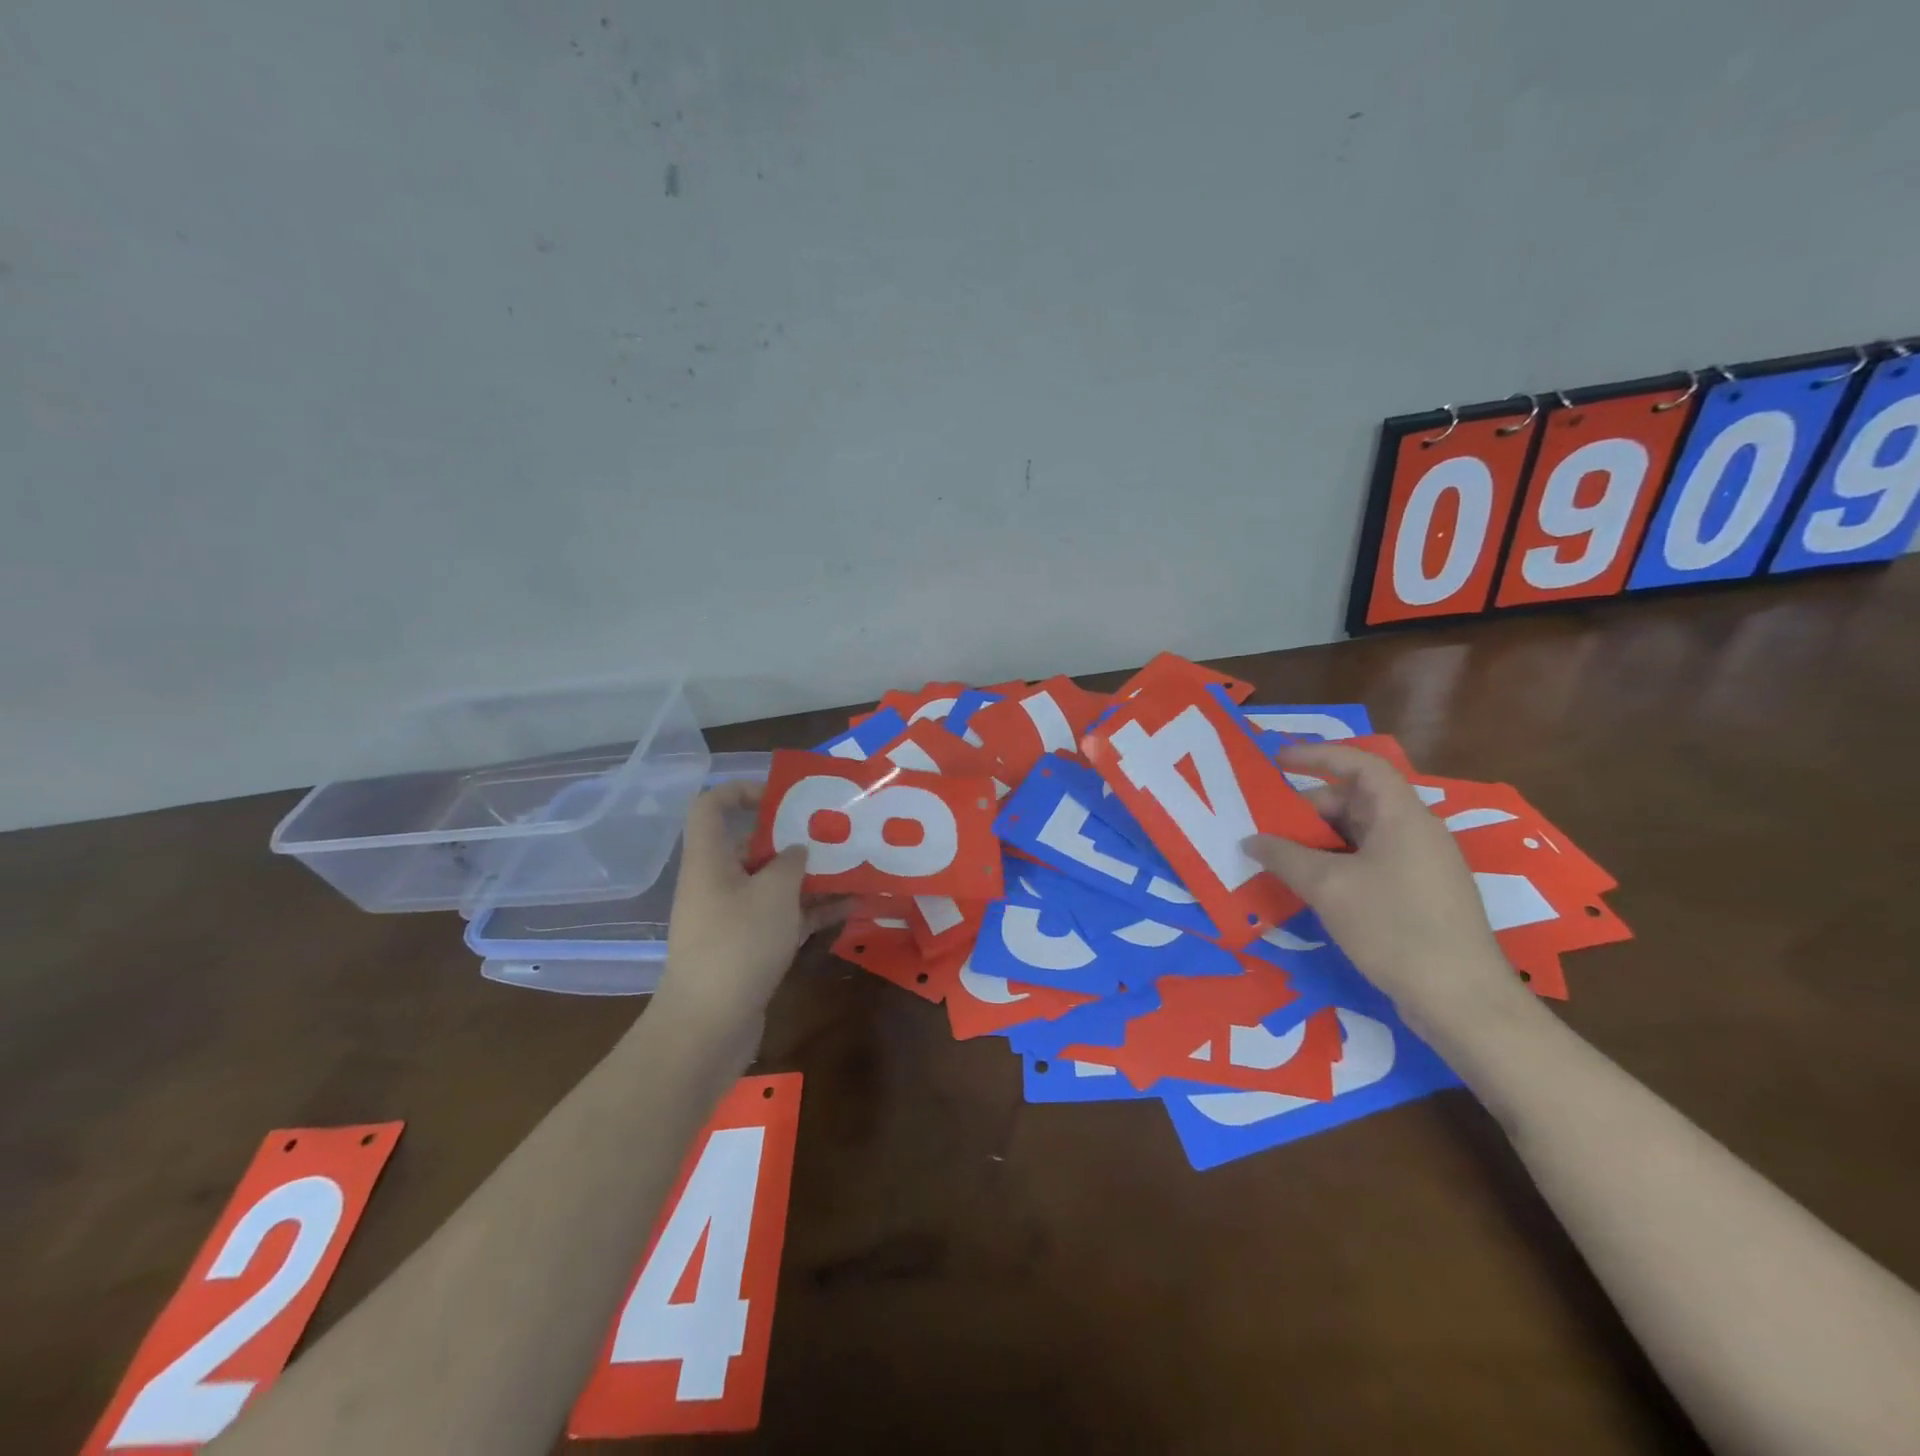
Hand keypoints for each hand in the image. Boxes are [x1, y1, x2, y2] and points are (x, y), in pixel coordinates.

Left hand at [652, 781, 846, 1035]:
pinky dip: (812, 911)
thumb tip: (797, 850)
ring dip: (812, 877)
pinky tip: (851, 908)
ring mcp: (733, 918)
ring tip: (855, 867)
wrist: (708, 1026)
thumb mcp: (773, 893)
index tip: (784, 797)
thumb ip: (791, 862)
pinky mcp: (749, 948)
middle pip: (753, 846)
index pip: (712, 807)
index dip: (742, 791)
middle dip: (795, 839)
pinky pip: (783, 917)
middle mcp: (717, 883)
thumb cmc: (738, 945)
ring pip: (774, 885)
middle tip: (837, 833)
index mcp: (710, 860)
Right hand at [1242, 743, 1529, 1032]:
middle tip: (1267, 825)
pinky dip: (1336, 864)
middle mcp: (1416, 832)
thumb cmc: (1394, 928)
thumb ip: (1284, 856)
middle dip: (1309, 808)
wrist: (1462, 1001)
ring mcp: (1421, 866)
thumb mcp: (1328, 887)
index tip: (1278, 760)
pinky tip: (1310, 887)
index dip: (1319, 755)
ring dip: (1319, 841)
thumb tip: (1251, 839)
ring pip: (1361, 835)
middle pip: (1357, 800)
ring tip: (1280, 857)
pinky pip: (1370, 862)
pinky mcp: (1420, 896)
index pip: (1361, 765)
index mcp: (1403, 816)